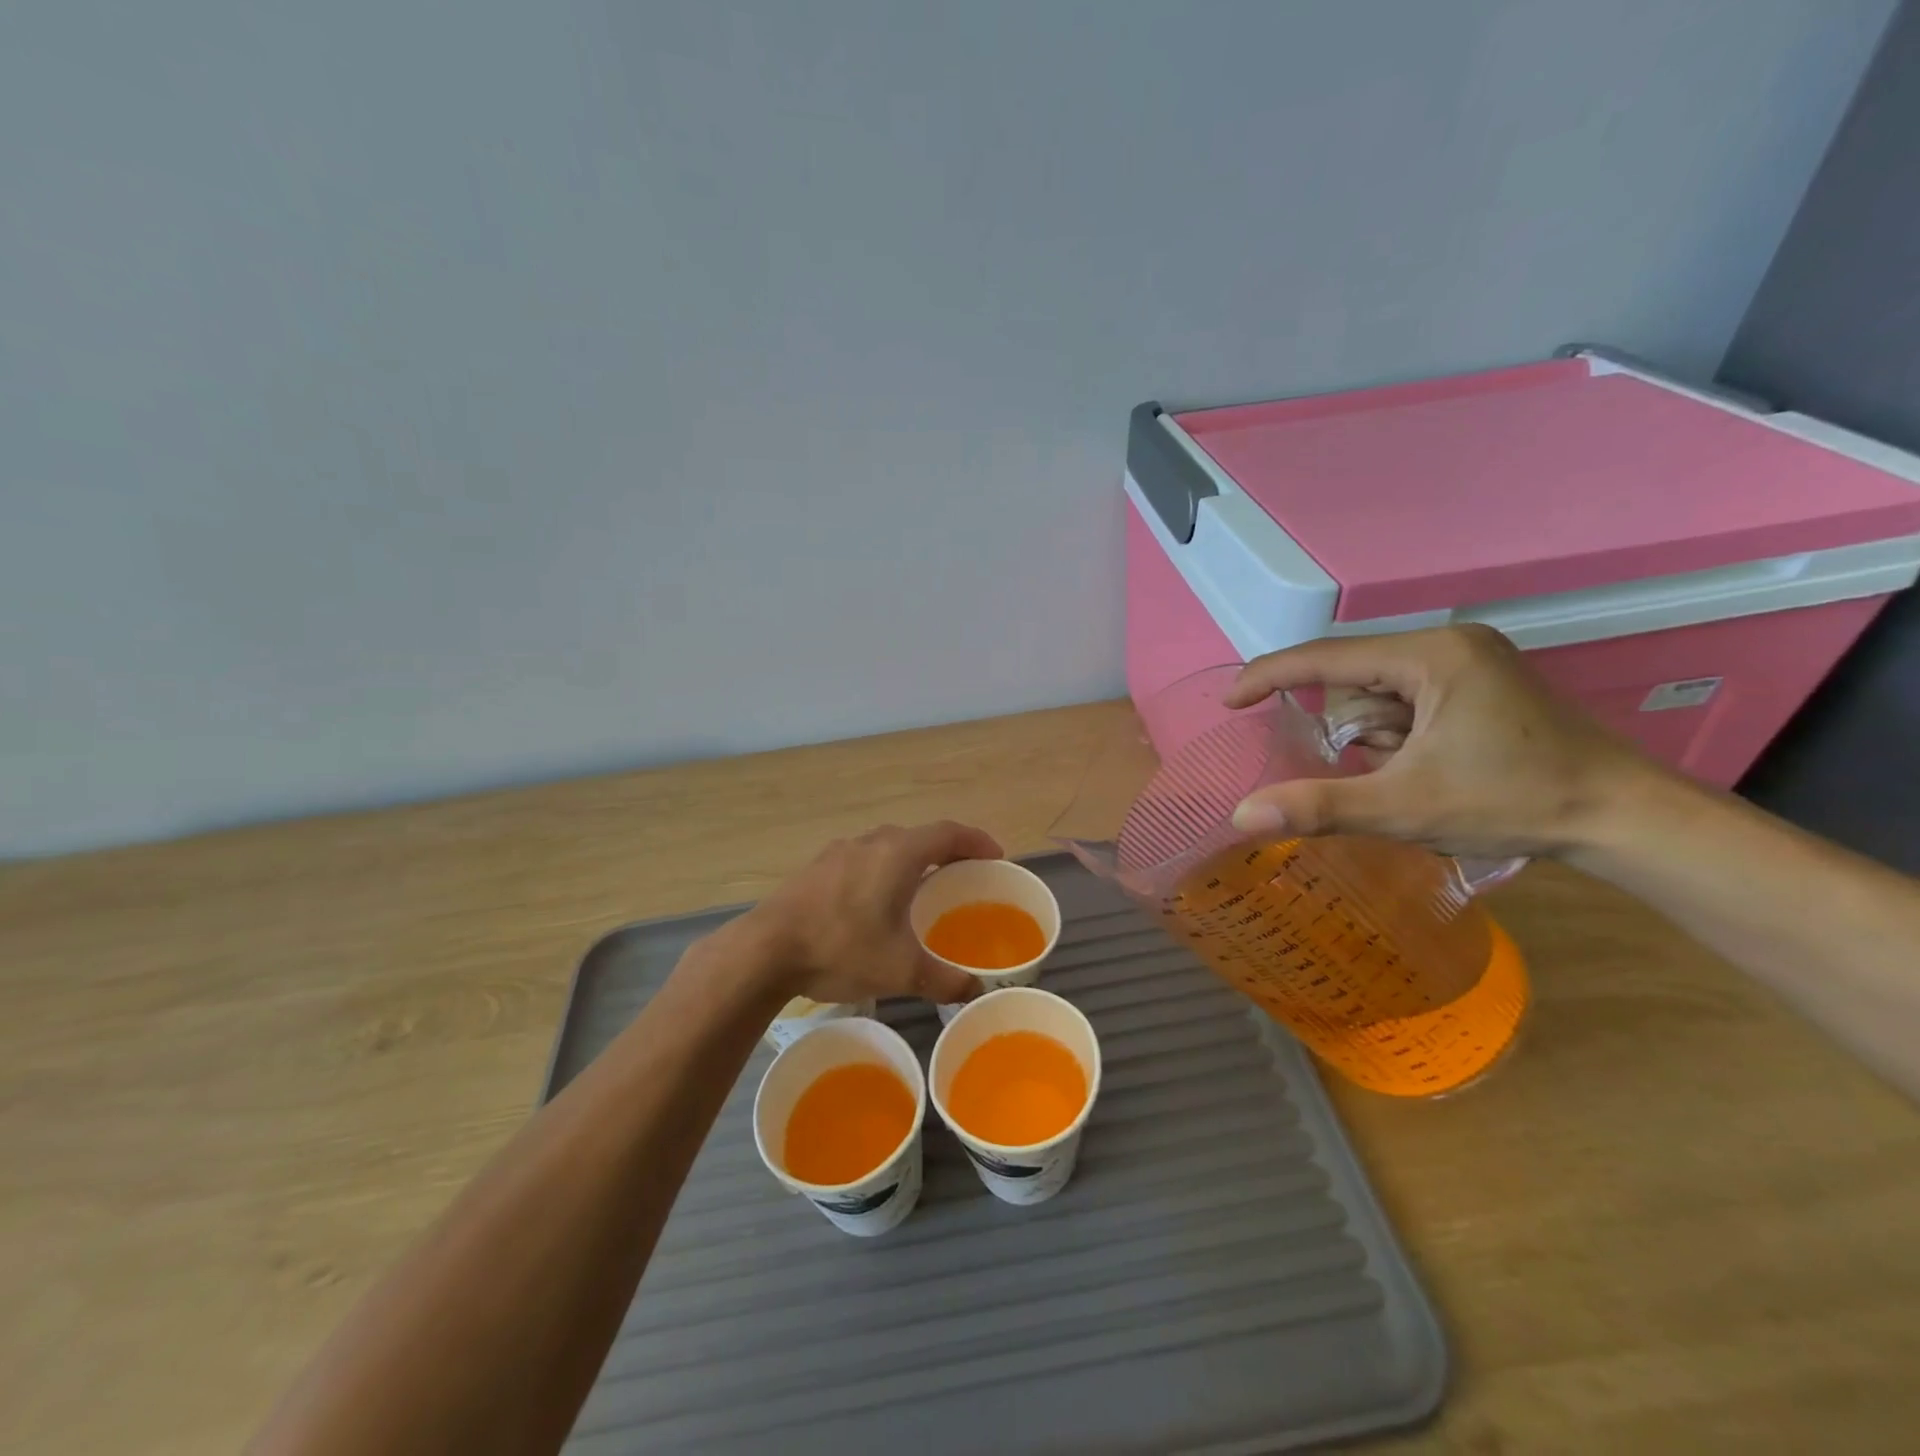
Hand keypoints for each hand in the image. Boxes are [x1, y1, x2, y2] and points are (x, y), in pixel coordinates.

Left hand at [728, 821, 1003, 1004]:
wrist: (765, 949)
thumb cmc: (841, 948)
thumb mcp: (901, 970)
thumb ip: (944, 979)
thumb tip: (975, 991)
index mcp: (898, 853)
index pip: (949, 833)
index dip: (977, 841)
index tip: (995, 857)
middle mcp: (871, 842)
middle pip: (919, 836)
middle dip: (946, 852)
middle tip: (963, 876)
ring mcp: (839, 851)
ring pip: (887, 847)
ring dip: (912, 861)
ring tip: (923, 889)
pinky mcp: (817, 868)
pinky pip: (863, 860)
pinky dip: (883, 871)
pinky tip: (876, 904)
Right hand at [1224, 625, 1655, 858]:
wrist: (1626, 819)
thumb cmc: (1514, 803)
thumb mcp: (1404, 807)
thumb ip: (1318, 806)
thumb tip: (1241, 815)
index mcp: (1431, 656)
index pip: (1326, 657)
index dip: (1270, 676)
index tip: (1230, 702)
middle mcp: (1449, 644)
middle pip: (1354, 680)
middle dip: (1350, 729)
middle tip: (1380, 773)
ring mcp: (1470, 661)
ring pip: (1379, 693)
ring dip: (1375, 737)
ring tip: (1413, 775)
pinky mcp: (1481, 683)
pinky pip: (1408, 701)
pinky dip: (1398, 736)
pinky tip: (1427, 766)